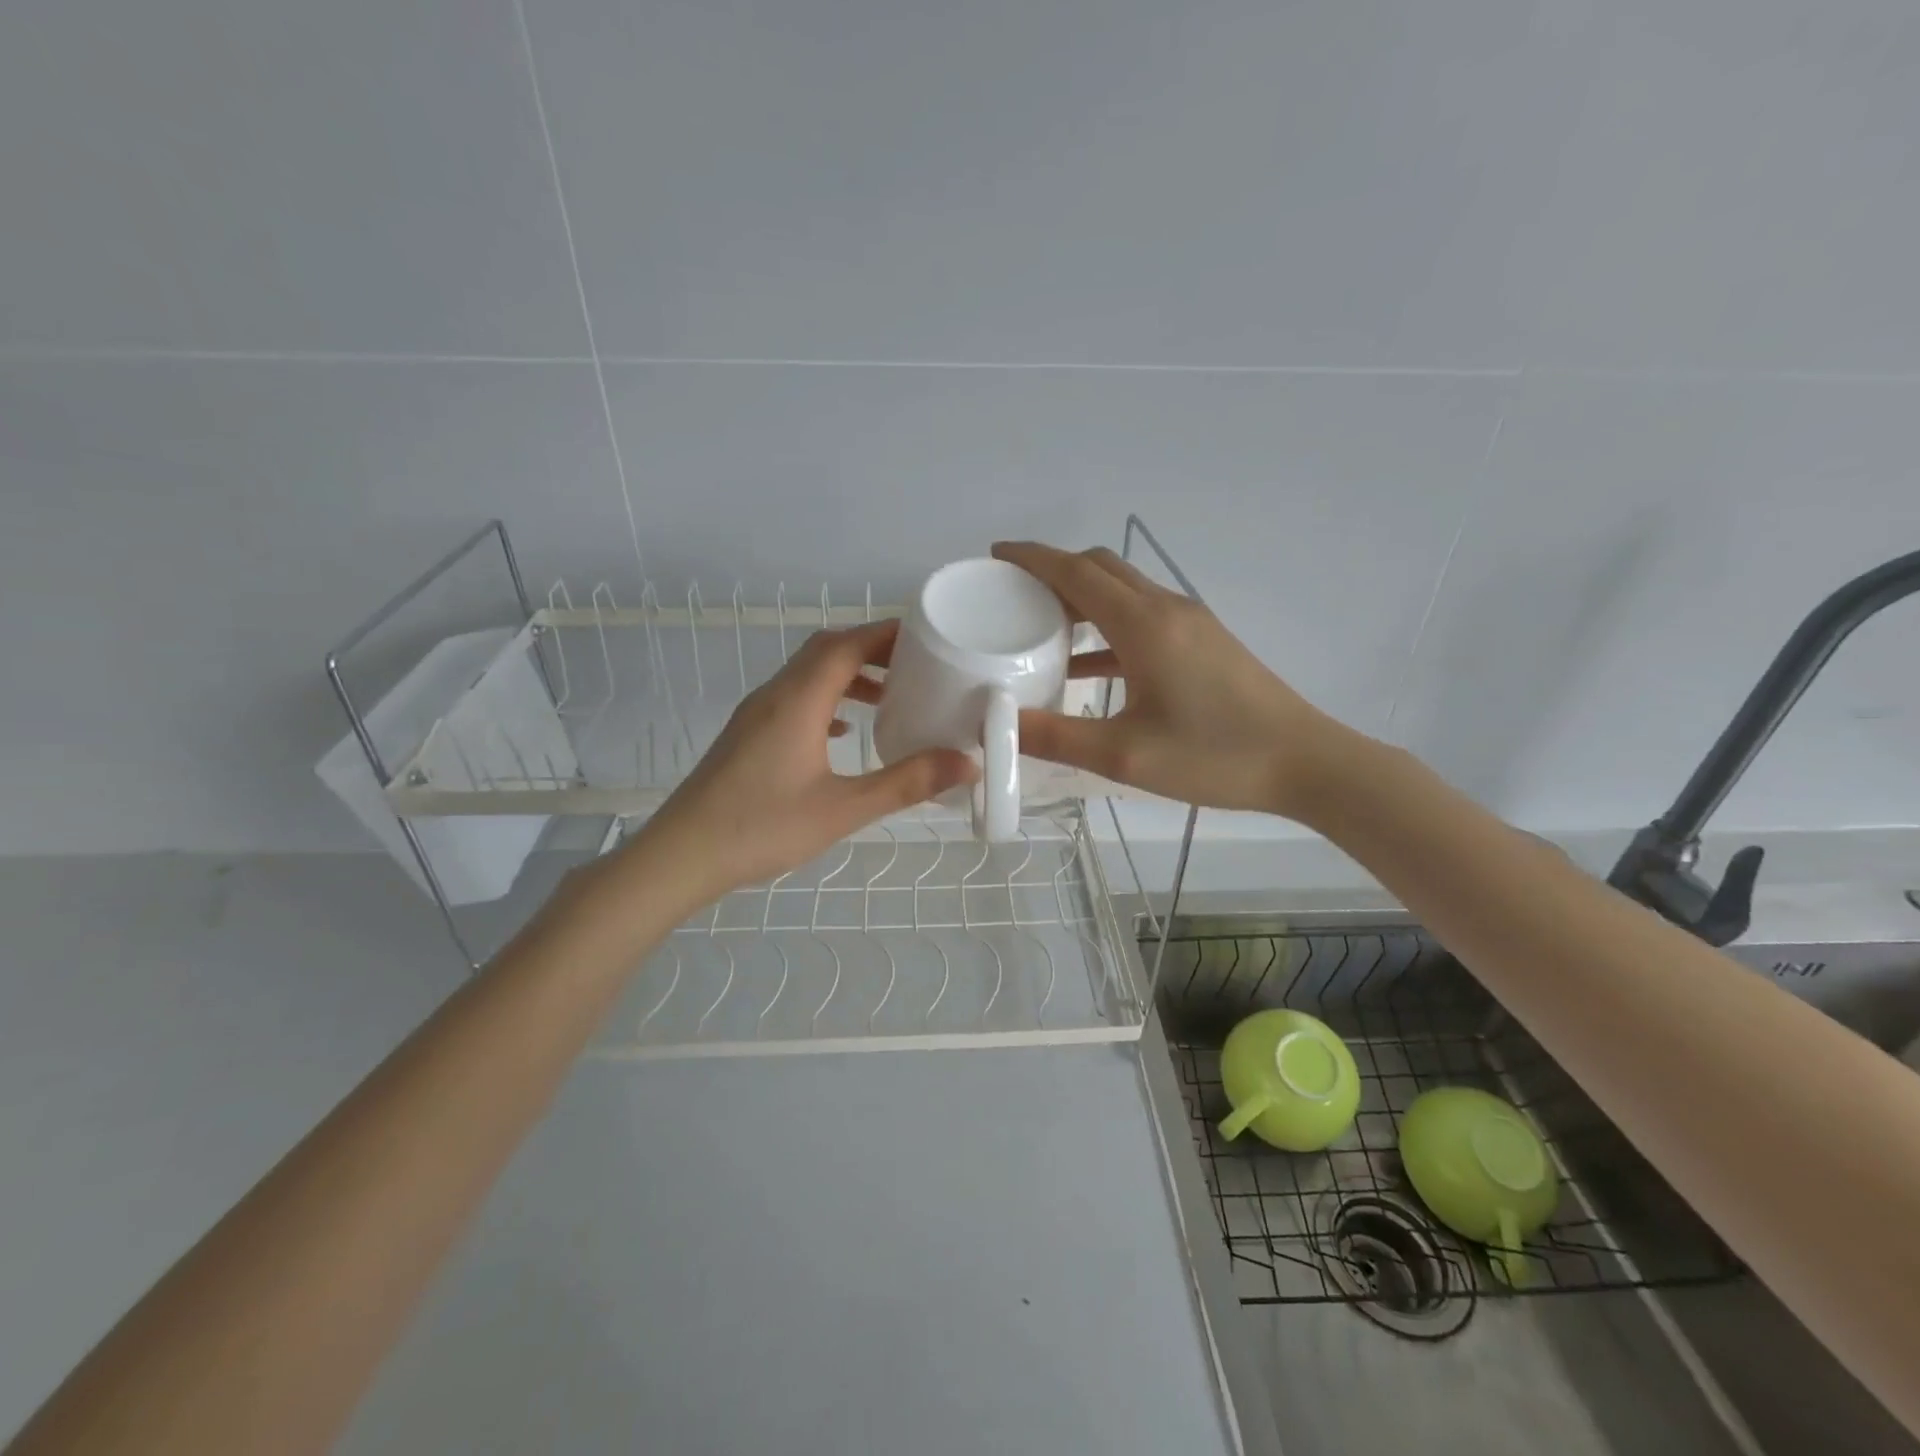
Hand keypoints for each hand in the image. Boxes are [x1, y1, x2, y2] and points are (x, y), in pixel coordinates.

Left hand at [625, 620, 976, 909]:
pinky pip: (793, 699)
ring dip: (847, 674)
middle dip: (871, 650)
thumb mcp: (843, 809)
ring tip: (888, 697)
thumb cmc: (763, 828)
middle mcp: (775, 694)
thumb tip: (966, 764)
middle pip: (826, 650)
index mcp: (798, 700)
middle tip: (915, 667)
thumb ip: (906, 783)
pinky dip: (825, 699)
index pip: (847, 644)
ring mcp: (755, 714)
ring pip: (807, 674)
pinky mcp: (747, 735)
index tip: (928, 638)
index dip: (887, 634)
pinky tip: (842, 730)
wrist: (682, 855)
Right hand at [992, 540, 1353, 819]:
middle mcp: (1166, 609)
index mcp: (1144, 625)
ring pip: (1123, 590)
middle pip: (1100, 569)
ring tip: (1039, 624)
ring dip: (1081, 597)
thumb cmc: (1214, 755)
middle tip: (1011, 593)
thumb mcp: (1125, 755)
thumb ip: (1055, 737)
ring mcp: (1190, 623)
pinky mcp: (1203, 642)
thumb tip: (996, 724)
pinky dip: (1107, 627)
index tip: (995, 554)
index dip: (1032, 558)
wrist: (1304, 762)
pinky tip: (1086, 665)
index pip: (1076, 572)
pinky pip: (1142, 617)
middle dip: (1053, 571)